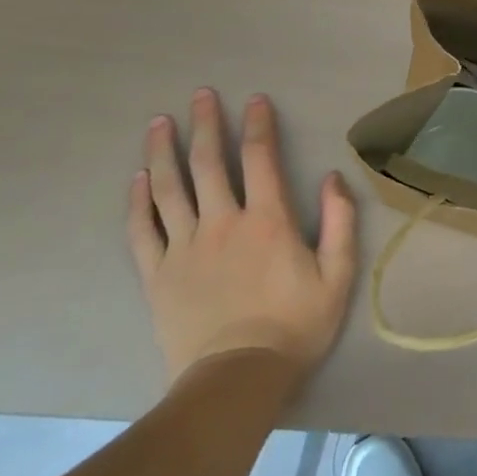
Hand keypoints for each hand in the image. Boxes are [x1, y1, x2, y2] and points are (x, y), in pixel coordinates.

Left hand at [127, 89, 357, 385]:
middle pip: (208, 163)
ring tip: (159, 122)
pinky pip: (142, 230)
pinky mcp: (157, 275)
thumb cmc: (295, 325)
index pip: (260, 158)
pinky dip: (138, 201)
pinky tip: (137, 178)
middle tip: (201, 95)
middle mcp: (222, 223)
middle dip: (206, 124)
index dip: (258, 125)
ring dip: (164, 151)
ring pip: (169, 189)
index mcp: (268, 220)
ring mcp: (184, 248)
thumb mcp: (337, 274)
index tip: (254, 100)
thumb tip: (332, 176)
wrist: (236, 380)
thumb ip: (339, 221)